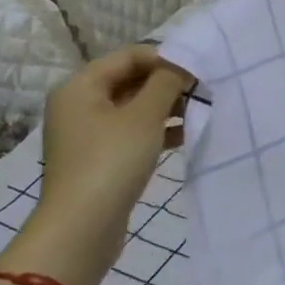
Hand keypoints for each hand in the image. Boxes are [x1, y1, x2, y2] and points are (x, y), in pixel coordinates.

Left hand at [2, 46, 192, 284]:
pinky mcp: (100, 158)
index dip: (166, 58)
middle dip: (168, 84)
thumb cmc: (111, 162)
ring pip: (134, 108)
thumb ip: (167, 82)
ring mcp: (88, 134)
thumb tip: (183, 63)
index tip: (199, 71)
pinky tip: (186, 135)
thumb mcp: (145, 116)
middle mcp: (79, 105)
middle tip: (204, 91)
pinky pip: (133, 132)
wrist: (81, 229)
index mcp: (80, 87)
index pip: (130, 56)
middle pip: (131, 80)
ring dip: (167, 107)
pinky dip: (158, 130)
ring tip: (200, 112)